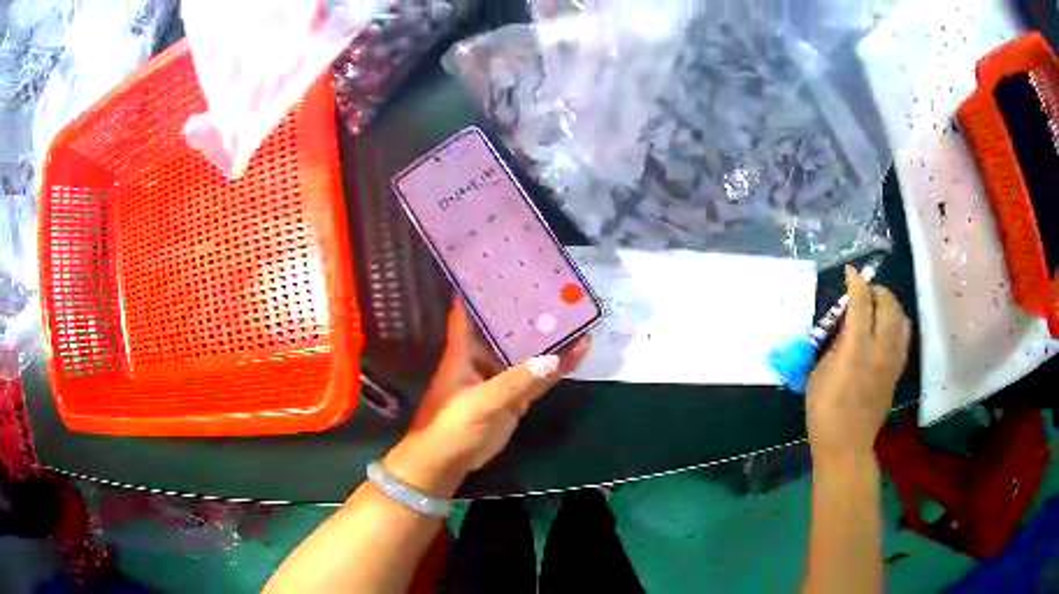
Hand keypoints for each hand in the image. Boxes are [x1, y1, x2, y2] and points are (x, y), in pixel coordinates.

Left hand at [383, 302, 589, 496]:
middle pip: (506, 325)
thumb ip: (516, 383)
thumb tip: (555, 358)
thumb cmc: (450, 426)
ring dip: (547, 335)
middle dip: (527, 307)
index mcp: (464, 349)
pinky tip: (580, 351)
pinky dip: (557, 366)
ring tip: (575, 312)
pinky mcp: (514, 397)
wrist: (448, 463)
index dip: (482, 286)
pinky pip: (539, 377)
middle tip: (556, 284)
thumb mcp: (480, 403)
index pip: (470, 309)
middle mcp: (483, 356)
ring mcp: (501, 376)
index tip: (504, 263)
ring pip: (527, 350)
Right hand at [806, 266, 910, 462]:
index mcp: (856, 349)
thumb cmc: (824, 411)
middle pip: (888, 304)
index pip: (861, 302)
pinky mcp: (897, 371)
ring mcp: (893, 360)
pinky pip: (904, 336)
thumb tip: (845, 328)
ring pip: (901, 318)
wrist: (847, 444)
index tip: (850, 272)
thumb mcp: (819, 374)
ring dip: (891, 305)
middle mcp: (880, 349)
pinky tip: (887, 327)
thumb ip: (835, 345)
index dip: (856, 282)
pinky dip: (897, 323)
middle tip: (865, 290)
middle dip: (877, 290)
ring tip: (879, 305)